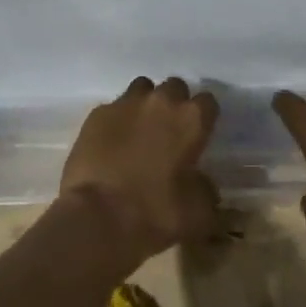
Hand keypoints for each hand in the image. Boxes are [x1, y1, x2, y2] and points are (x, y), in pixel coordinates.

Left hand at [61, 76, 220, 271]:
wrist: (97, 218)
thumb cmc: (155, 214)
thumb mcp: (197, 213)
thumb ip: (205, 190)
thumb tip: (201, 183)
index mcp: (190, 120)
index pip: (208, 101)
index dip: (204, 117)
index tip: (200, 133)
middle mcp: (160, 101)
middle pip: (174, 87)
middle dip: (175, 104)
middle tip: (169, 131)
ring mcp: (126, 103)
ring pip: (142, 89)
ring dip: (145, 104)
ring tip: (139, 130)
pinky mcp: (97, 113)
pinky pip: (113, 108)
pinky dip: (116, 121)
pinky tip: (111, 143)